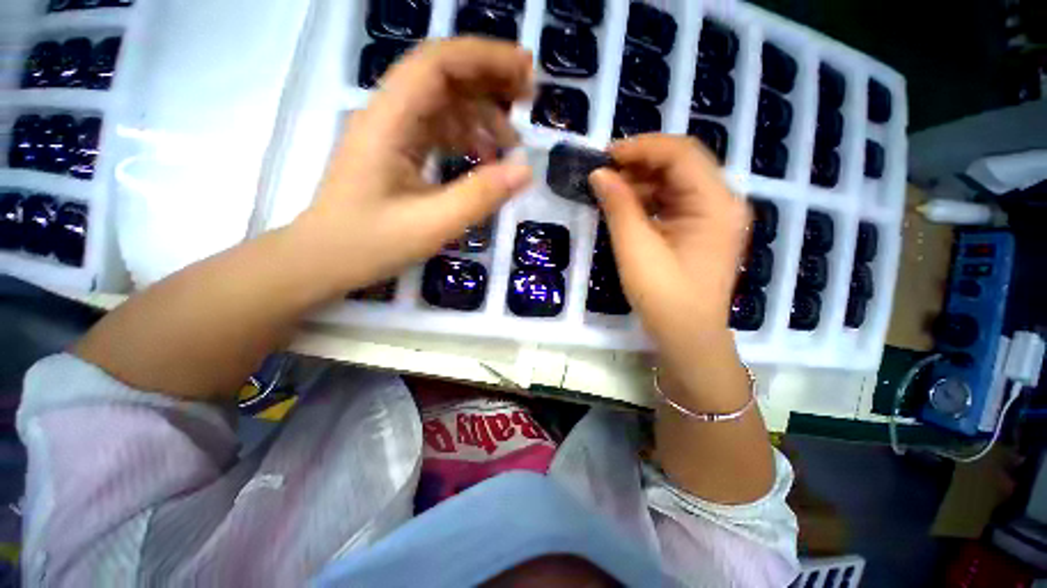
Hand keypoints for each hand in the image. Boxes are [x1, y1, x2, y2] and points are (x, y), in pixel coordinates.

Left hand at [292, 39, 534, 294]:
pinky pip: (438, 131)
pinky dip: (467, 138)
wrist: (324, 260)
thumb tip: (525, 170)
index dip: (484, 57)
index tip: (525, 69)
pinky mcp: (398, 152)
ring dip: (481, 115)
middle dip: (489, 79)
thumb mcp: (431, 225)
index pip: (437, 63)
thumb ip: (479, 196)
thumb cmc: (369, 244)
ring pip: (443, 104)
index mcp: (388, 122)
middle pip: (442, 76)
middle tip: (529, 98)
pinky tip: (485, 159)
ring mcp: (393, 134)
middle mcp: (389, 116)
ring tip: (512, 144)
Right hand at [589, 136, 750, 386]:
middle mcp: (723, 202)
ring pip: (677, 183)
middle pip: (681, 164)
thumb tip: (599, 173)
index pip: (681, 153)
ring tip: (610, 191)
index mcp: (715, 203)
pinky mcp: (702, 231)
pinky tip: (626, 207)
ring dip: (642, 182)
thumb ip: (618, 205)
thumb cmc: (663, 296)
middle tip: (604, 173)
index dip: (641, 147)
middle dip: (640, 163)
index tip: (605, 155)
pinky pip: (675, 202)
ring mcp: (714, 217)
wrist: (688, 337)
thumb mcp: (635, 248)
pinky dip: (649, 200)